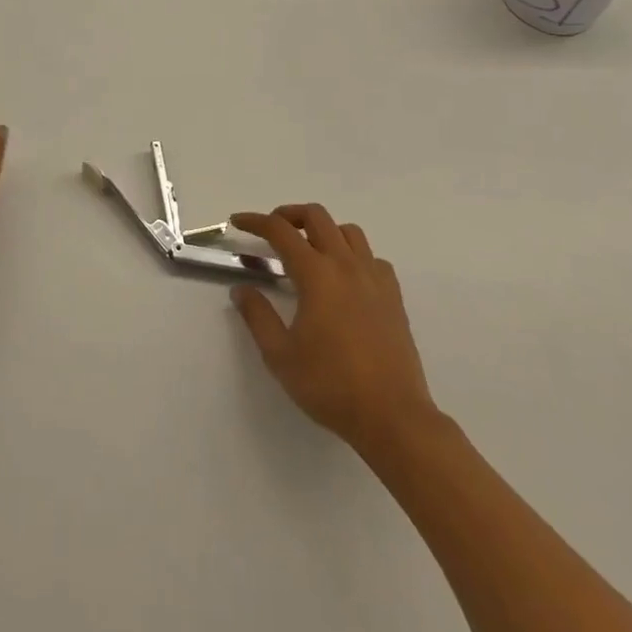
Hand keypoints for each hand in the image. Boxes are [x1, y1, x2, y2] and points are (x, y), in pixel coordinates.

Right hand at [229, 205, 438, 452]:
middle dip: (289, 214)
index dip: (255, 221)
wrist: (393, 417)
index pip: (280, 231)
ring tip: (309, 251)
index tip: (238, 221)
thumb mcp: (280, 355)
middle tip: (273, 232)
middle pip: (316, 216)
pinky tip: (346, 278)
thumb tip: (242, 289)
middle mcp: (345, 265)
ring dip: (324, 230)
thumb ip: (258, 316)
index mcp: (316, 274)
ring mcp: (374, 278)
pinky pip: (372, 258)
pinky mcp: (393, 296)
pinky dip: (354, 255)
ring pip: (348, 231)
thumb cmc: (331, 385)